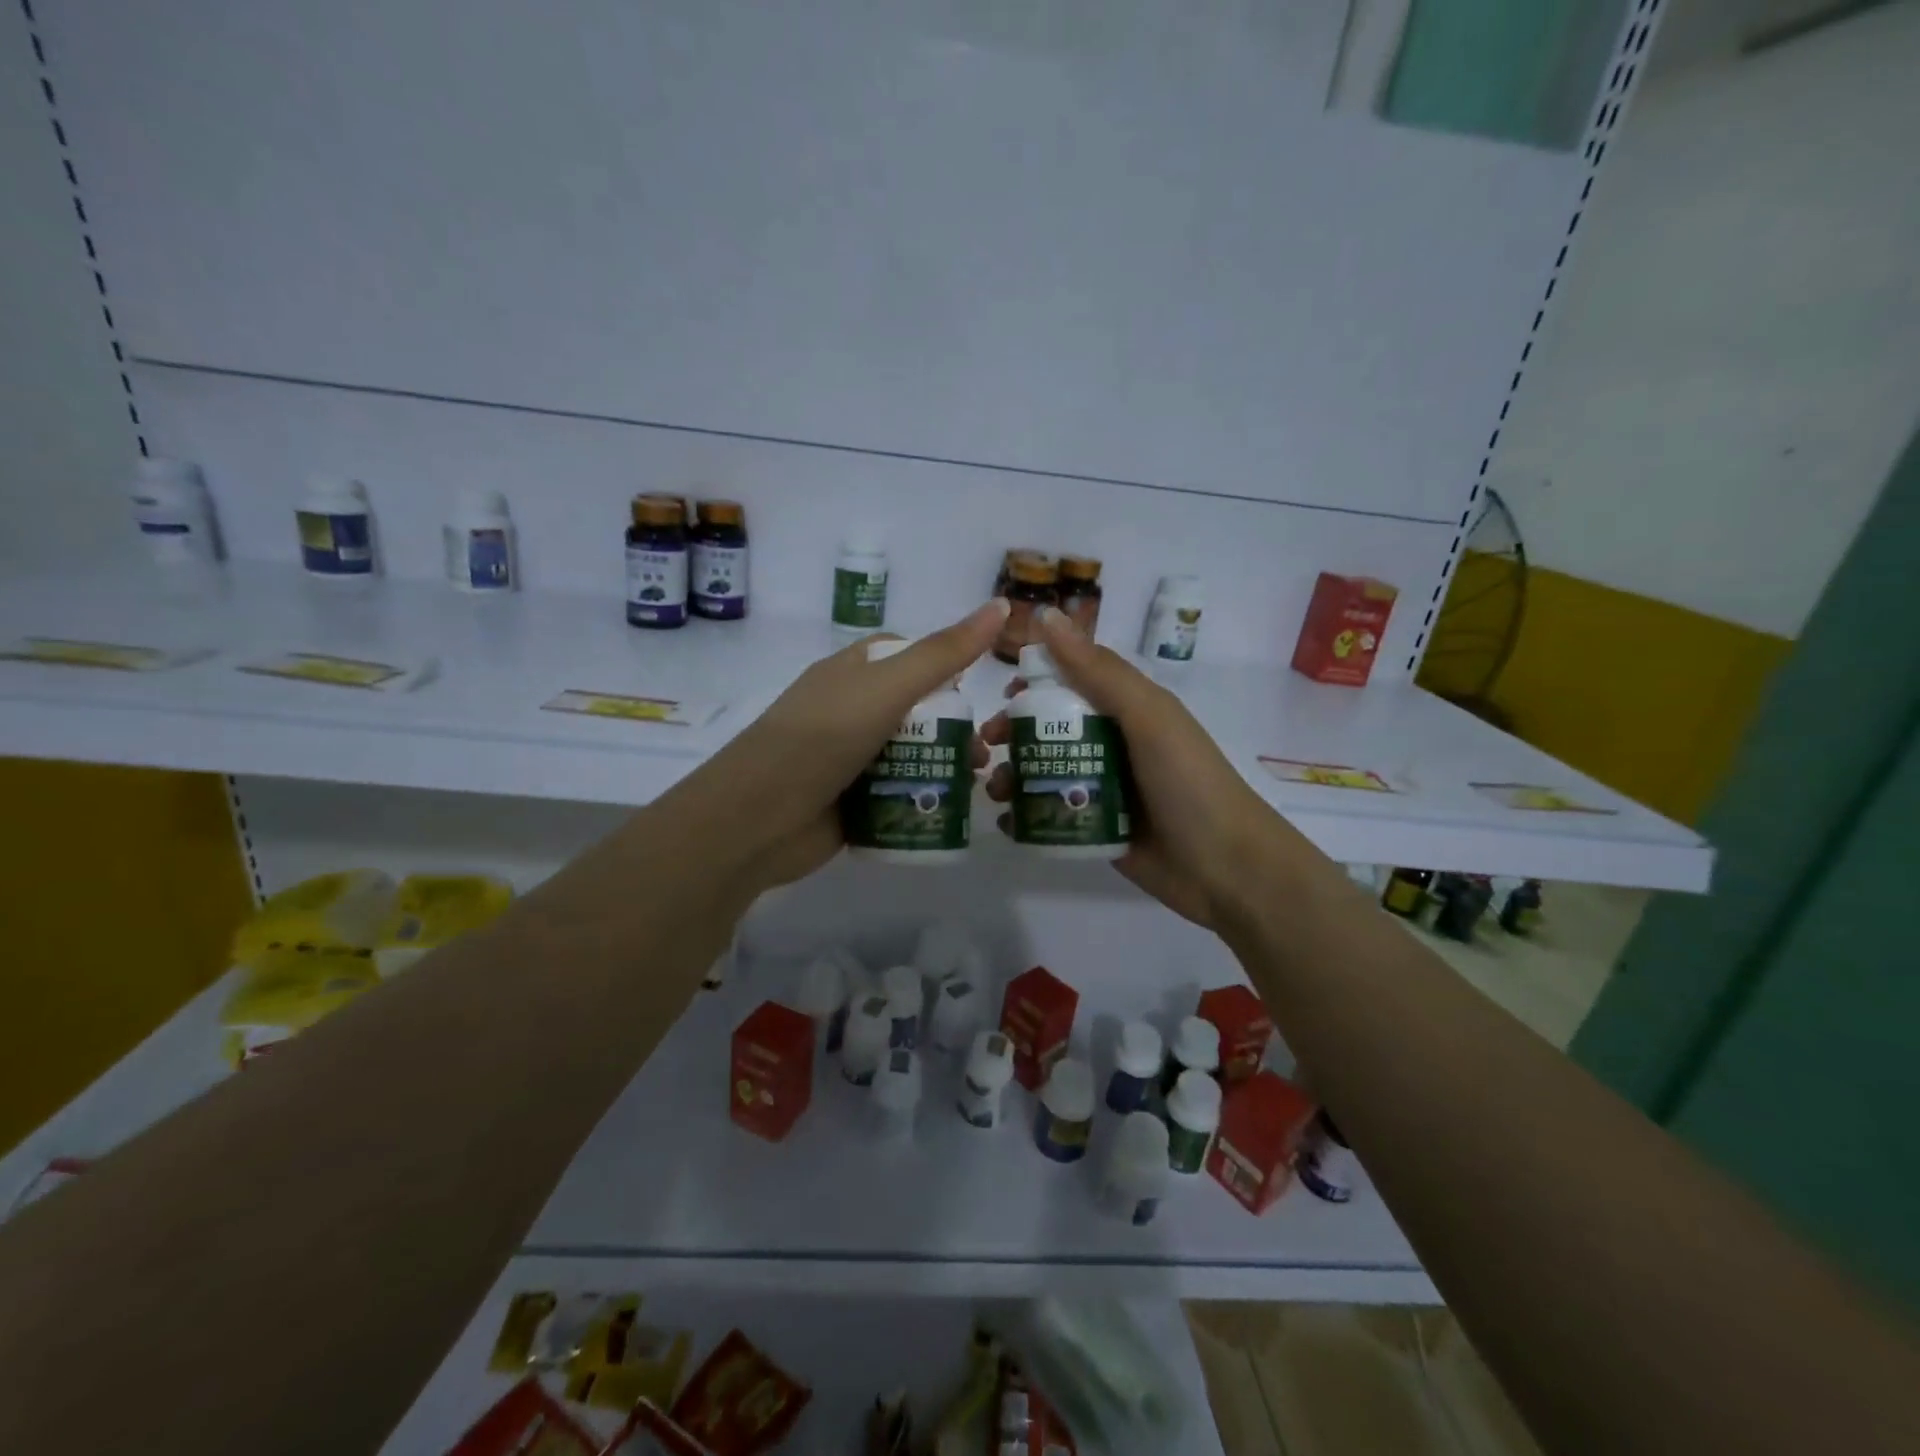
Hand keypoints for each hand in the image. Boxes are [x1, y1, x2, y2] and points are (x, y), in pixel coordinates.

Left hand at [691, 600, 1007, 892]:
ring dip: (944, 765)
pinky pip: (897, 793)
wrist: (758, 819)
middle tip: (982, 751)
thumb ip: (945, 652)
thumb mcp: (888, 687)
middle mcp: (850, 710)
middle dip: (953, 726)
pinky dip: (923, 797)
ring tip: (973, 782)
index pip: (907, 654)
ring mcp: (849, 758)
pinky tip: (950, 809)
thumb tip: (1001, 604)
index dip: (945, 664)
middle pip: (915, 709)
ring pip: (910, 753)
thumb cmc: (823, 738)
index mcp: (852, 672)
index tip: (978, 687)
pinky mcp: (852, 802)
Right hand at [982, 606, 1284, 930]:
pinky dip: (1025, 817)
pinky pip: (1051, 815)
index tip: (1003, 694)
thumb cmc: (1188, 781)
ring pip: (1045, 772)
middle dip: (1014, 733)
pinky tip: (1007, 824)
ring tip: (995, 790)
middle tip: (989, 746)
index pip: (1071, 682)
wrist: (1226, 868)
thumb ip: (1097, 670)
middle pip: (1050, 729)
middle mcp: (1112, 744)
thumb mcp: (1147, 716)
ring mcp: (1103, 789)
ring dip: (1013, 775)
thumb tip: (1045, 616)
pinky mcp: (1096, 829)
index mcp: (1127, 709)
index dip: (1034, 683)